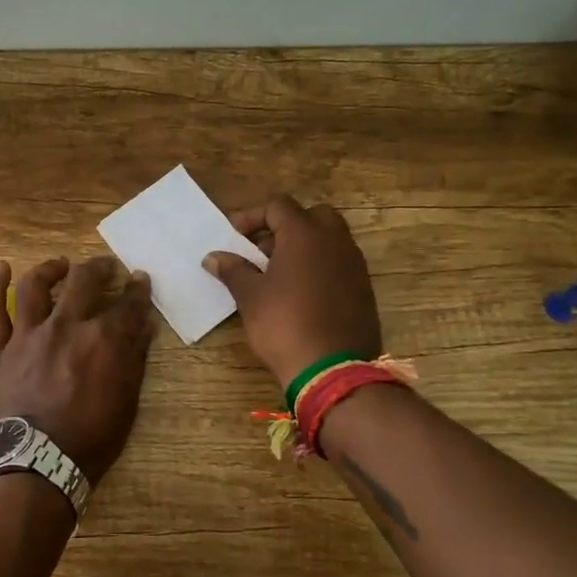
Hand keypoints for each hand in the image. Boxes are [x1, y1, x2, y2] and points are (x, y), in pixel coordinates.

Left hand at [0, 255, 154, 479]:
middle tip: (107, 268)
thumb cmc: (91, 438)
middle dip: (100, 268)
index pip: (128, 304)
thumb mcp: (127, 401)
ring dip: (51, 269)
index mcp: (103, 339)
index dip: (137, 290)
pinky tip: (0, 268)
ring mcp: (30, 334)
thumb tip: (143, 325)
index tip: (140, 280)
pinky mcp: (1, 349)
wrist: (38, 462)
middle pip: (85, 281)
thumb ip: (134, 358)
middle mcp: (66, 326)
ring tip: (61, 265)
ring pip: (36, 286)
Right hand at [203, 195, 382, 389]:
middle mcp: (335, 241)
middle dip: (284, 227)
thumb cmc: (284, 324)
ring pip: (329, 239)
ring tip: (277, 274)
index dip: (252, 217)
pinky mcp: (363, 288)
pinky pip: (339, 263)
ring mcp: (354, 264)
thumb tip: (213, 257)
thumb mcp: (250, 296)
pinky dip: (319, 266)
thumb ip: (233, 270)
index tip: (234, 238)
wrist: (333, 369)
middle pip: (311, 215)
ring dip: (303, 247)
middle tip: (261, 250)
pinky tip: (300, 293)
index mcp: (305, 234)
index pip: (278, 206)